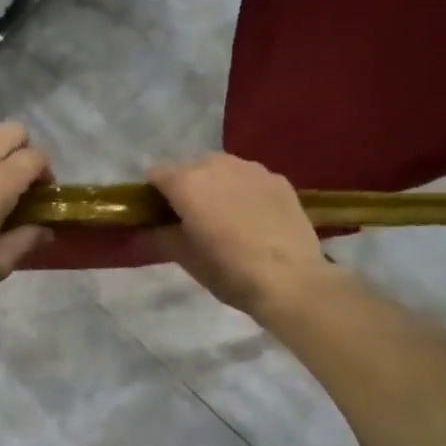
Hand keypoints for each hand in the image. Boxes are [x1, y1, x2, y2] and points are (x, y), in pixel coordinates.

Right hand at [148, 153, 343, 319]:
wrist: (290, 280)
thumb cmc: (229, 271)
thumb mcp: (185, 258)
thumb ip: (163, 234)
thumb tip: (157, 225)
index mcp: (187, 183)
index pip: (157, 174)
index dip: (154, 193)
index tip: (160, 213)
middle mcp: (217, 165)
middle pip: (190, 166)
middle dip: (187, 185)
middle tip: (194, 216)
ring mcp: (252, 169)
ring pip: (223, 168)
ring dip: (217, 184)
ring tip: (226, 214)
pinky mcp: (278, 179)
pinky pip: (250, 178)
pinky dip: (244, 190)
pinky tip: (254, 217)